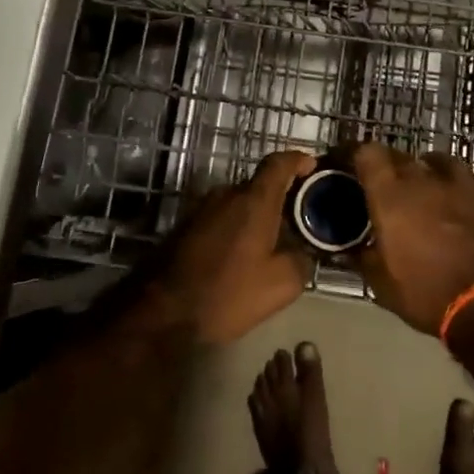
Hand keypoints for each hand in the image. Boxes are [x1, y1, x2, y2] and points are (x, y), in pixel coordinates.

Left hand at [161, 152, 317, 344]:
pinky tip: (241, 255)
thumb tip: (301, 251)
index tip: (311, 168)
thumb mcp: (281, 285)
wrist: (162, 312)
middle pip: (259, 185)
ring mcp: (201, 208)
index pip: (278, 163)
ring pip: (238, 203)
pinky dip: (236, 228)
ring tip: (270, 243)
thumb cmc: (227, 293)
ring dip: (255, 216)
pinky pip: (220, 217)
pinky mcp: (184, 226)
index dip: (298, 161)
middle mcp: (226, 194)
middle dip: (280, 198)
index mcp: (254, 201)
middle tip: (297, 221)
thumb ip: (301, 260)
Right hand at [351, 143, 473, 334]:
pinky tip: (445, 189)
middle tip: (377, 184)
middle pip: (397, 156)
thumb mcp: (381, 284)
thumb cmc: (425, 293)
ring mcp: (453, 185)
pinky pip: (457, 173)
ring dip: (417, 168)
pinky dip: (445, 175)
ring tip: (413, 183)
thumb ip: (363, 258)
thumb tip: (351, 248)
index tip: (347, 165)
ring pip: (429, 160)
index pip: (368, 154)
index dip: (355, 154)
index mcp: (389, 197)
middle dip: (384, 165)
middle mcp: (420, 181)